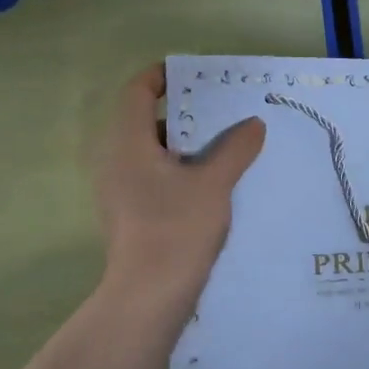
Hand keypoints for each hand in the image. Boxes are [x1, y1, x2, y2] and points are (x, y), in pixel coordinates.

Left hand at [96, 64, 265, 324]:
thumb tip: (253, 124)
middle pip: (145, 121)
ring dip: (185, 145)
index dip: (161, 76)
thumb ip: (235, 149)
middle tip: (221, 110)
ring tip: (225, 145)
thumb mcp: (214, 183)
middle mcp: (115, 160)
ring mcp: (119, 190)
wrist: (149, 295)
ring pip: (151, 153)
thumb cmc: (177, 227)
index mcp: (127, 142)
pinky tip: (211, 183)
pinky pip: (153, 177)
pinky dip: (179, 170)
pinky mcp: (129, 214)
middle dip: (183, 113)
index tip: (193, 74)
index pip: (137, 92)